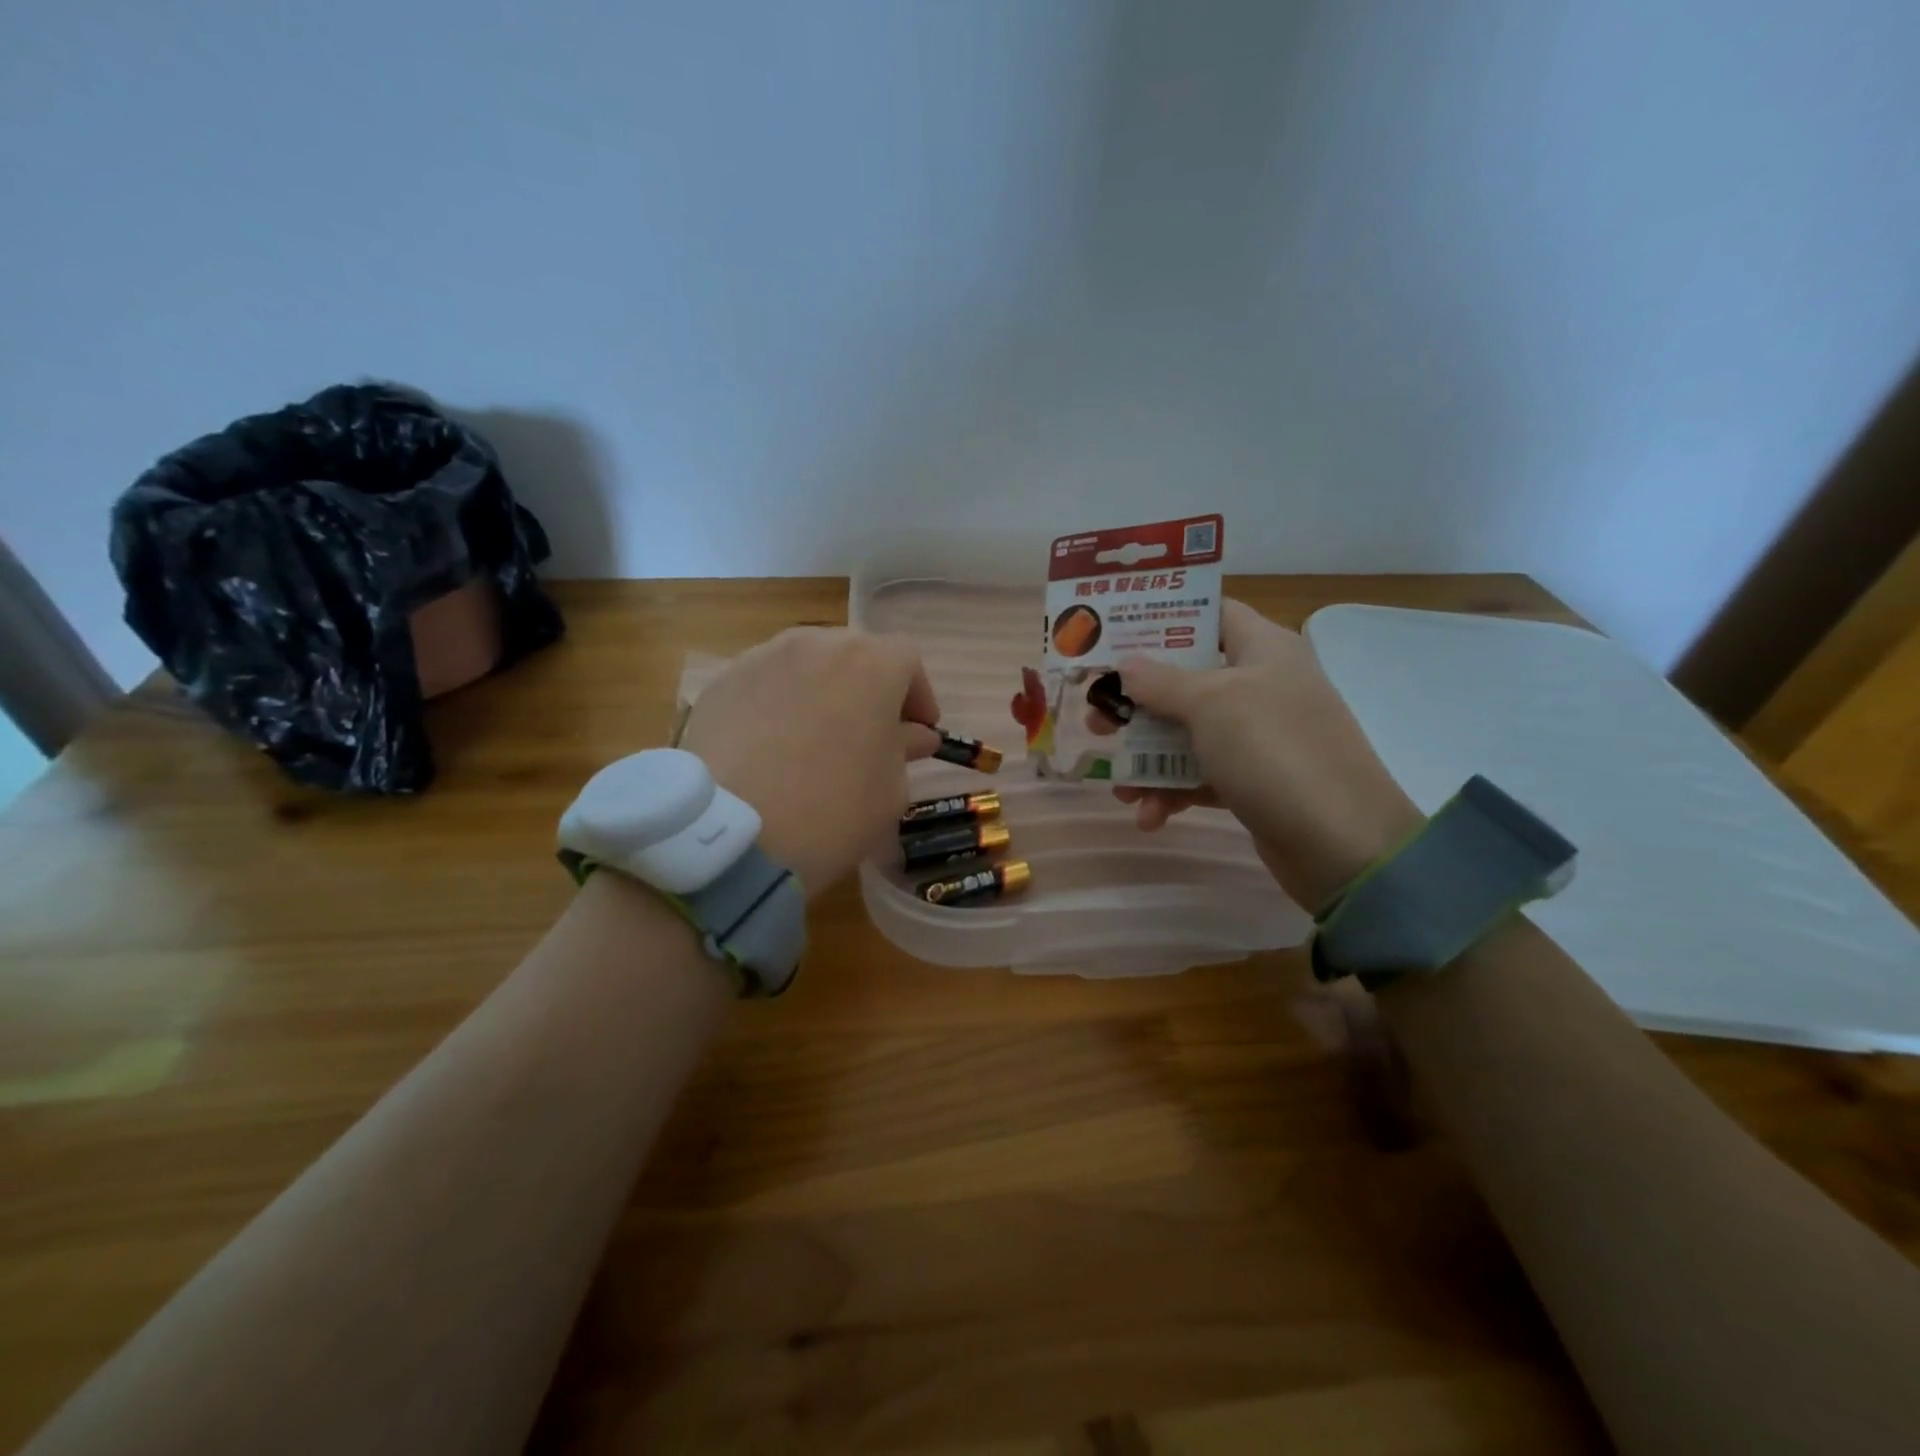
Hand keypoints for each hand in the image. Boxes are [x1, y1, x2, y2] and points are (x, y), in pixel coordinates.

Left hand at [678, 627, 940, 893]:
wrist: (733, 835)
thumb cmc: (833, 809)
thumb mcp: (890, 788)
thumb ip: (905, 749)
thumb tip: (913, 734)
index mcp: (871, 663)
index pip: (907, 661)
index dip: (918, 695)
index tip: (918, 732)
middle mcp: (816, 644)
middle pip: (854, 655)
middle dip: (868, 689)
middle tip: (869, 733)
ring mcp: (762, 658)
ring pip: (806, 665)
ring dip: (821, 692)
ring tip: (816, 737)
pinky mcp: (721, 683)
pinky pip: (764, 685)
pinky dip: (777, 705)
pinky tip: (771, 747)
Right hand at [1103, 600, 1423, 908]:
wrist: (1341, 844)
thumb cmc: (1273, 751)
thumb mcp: (1211, 704)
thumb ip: (1162, 681)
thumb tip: (1126, 664)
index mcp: (1263, 648)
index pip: (1211, 613)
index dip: (1162, 619)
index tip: (1113, 634)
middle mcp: (1262, 685)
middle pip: (1187, 679)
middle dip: (1138, 702)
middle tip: (1096, 718)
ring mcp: (1259, 736)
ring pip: (1188, 733)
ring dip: (1149, 759)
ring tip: (1118, 786)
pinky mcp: (1254, 781)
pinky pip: (1201, 776)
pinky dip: (1174, 793)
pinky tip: (1149, 817)